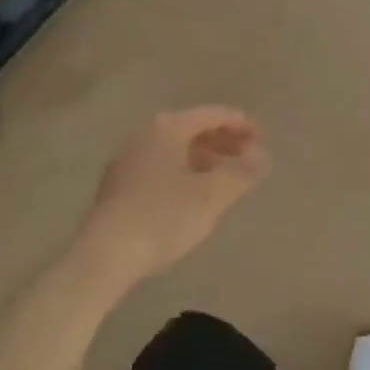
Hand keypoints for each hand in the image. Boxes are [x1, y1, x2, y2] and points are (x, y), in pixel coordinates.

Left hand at [75, 107, 270, 282]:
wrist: (105, 254)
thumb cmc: (163, 218)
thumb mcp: (211, 196)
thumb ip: (241, 173)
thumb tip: (263, 156)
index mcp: (167, 128)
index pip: (212, 114)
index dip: (241, 124)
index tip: (264, 139)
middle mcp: (145, 134)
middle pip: (192, 129)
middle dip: (223, 142)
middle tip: (249, 159)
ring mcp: (128, 159)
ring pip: (175, 149)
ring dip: (205, 159)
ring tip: (225, 179)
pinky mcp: (119, 185)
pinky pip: (161, 166)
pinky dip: (184, 172)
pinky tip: (193, 196)